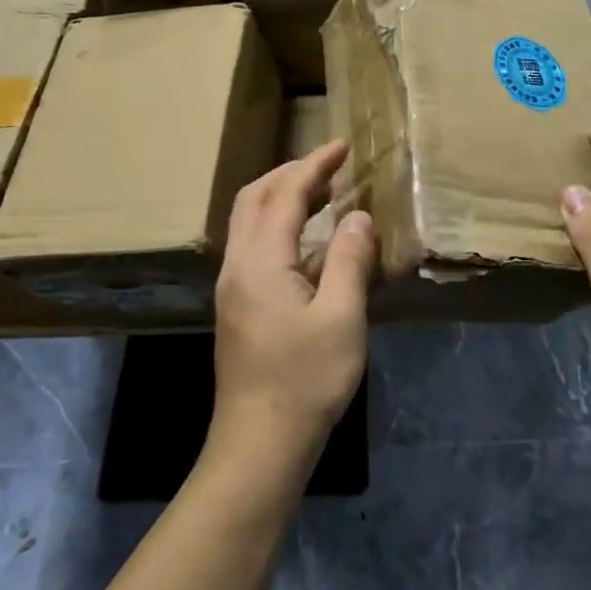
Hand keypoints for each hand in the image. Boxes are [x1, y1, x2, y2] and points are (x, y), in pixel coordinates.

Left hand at [211, 141, 375, 466]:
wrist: (259, 443)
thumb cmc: (305, 380)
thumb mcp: (341, 317)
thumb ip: (349, 259)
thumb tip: (358, 216)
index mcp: (261, 260)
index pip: (285, 193)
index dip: (314, 165)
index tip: (342, 146)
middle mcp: (238, 264)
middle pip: (254, 197)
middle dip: (291, 173)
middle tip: (331, 166)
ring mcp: (232, 286)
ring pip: (249, 220)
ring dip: (281, 197)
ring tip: (323, 195)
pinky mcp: (236, 306)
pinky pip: (253, 243)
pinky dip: (278, 224)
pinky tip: (307, 242)